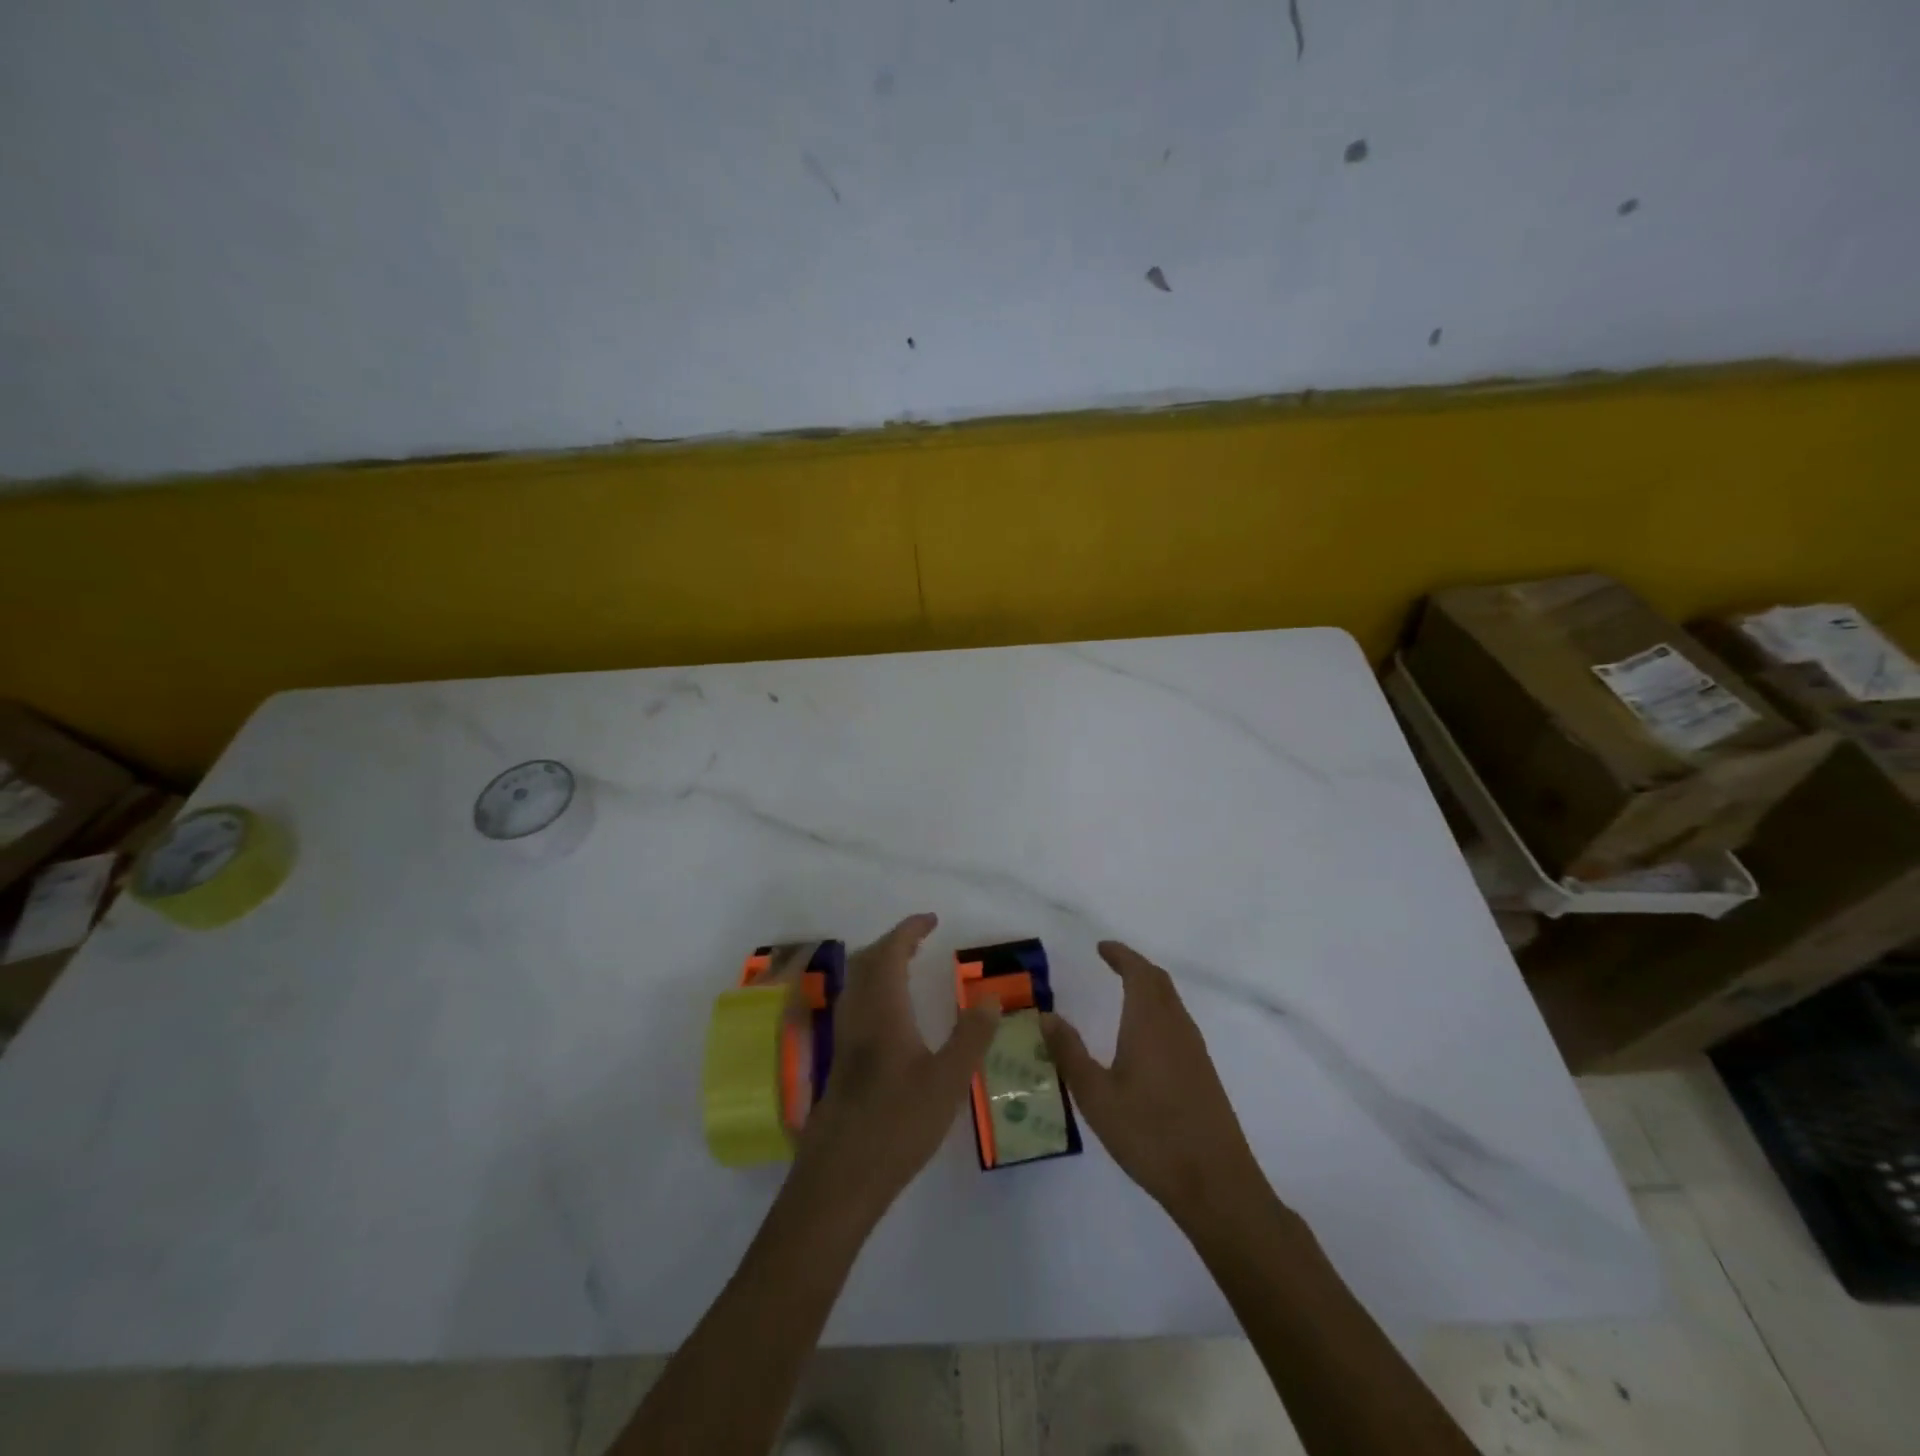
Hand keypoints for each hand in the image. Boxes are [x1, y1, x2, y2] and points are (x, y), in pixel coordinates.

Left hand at [790, 914, 999, 1219]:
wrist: (839, 1177)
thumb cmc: (896, 1125)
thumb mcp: (947, 1082)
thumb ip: (971, 1037)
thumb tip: (990, 997)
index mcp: (882, 1010)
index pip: (890, 953)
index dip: (908, 930)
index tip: (931, 919)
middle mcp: (857, 1016)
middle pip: (867, 962)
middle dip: (892, 943)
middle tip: (921, 940)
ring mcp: (843, 1039)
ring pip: (856, 983)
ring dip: (879, 964)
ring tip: (907, 968)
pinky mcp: (838, 1062)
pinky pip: (854, 1005)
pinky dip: (873, 989)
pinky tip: (890, 1017)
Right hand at [1042, 941, 1267, 1227]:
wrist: (1215, 1183)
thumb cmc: (1150, 1134)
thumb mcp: (1096, 1096)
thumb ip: (1070, 1052)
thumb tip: (1047, 1015)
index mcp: (1150, 1023)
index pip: (1138, 972)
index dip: (1121, 955)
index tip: (1101, 947)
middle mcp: (1176, 1027)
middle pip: (1159, 982)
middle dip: (1135, 966)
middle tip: (1110, 962)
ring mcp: (1195, 1050)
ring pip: (1171, 1002)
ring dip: (1149, 988)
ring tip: (1123, 992)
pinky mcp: (1203, 1073)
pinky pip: (1178, 1023)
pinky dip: (1158, 1011)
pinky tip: (1144, 1036)